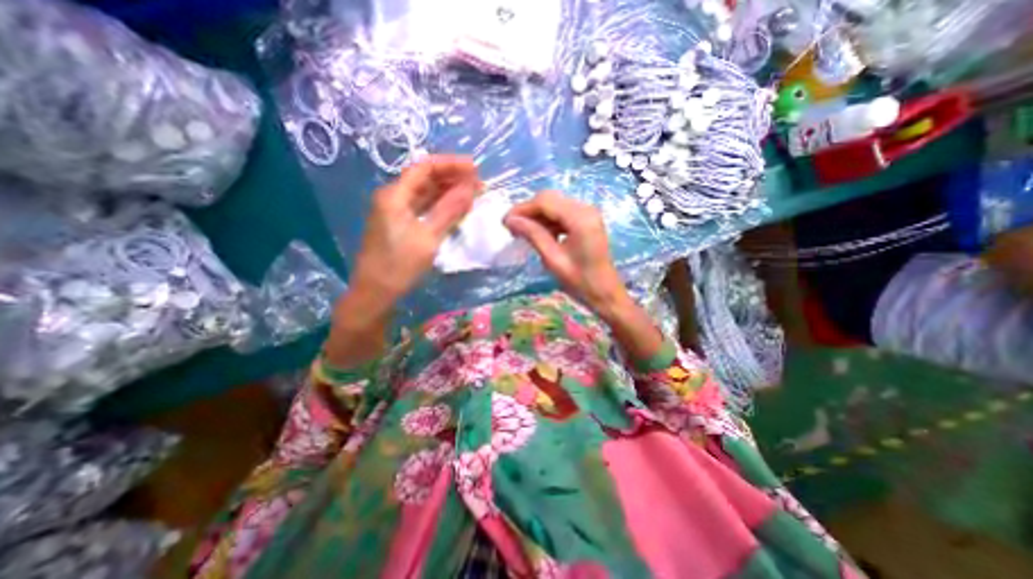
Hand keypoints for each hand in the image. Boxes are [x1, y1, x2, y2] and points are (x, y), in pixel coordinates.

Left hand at [326, 155, 478, 367]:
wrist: (375, 293)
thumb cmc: (399, 265)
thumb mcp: (428, 237)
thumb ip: (449, 211)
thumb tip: (471, 188)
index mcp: (394, 195)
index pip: (425, 167)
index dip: (451, 164)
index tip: (475, 168)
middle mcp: (393, 197)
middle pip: (425, 178)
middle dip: (452, 177)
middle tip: (478, 183)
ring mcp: (396, 211)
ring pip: (425, 193)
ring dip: (448, 191)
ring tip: (472, 193)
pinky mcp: (400, 224)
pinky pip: (423, 207)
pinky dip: (440, 205)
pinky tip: (457, 208)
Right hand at [505, 191, 625, 315]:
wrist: (605, 294)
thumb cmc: (580, 282)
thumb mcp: (553, 259)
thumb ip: (533, 235)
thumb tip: (510, 220)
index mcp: (580, 218)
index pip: (545, 202)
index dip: (522, 209)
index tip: (505, 222)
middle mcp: (586, 209)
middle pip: (550, 199)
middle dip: (528, 211)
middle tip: (512, 228)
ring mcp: (588, 213)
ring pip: (555, 205)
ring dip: (537, 216)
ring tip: (522, 233)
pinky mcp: (587, 220)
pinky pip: (562, 213)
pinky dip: (548, 221)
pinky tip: (539, 234)